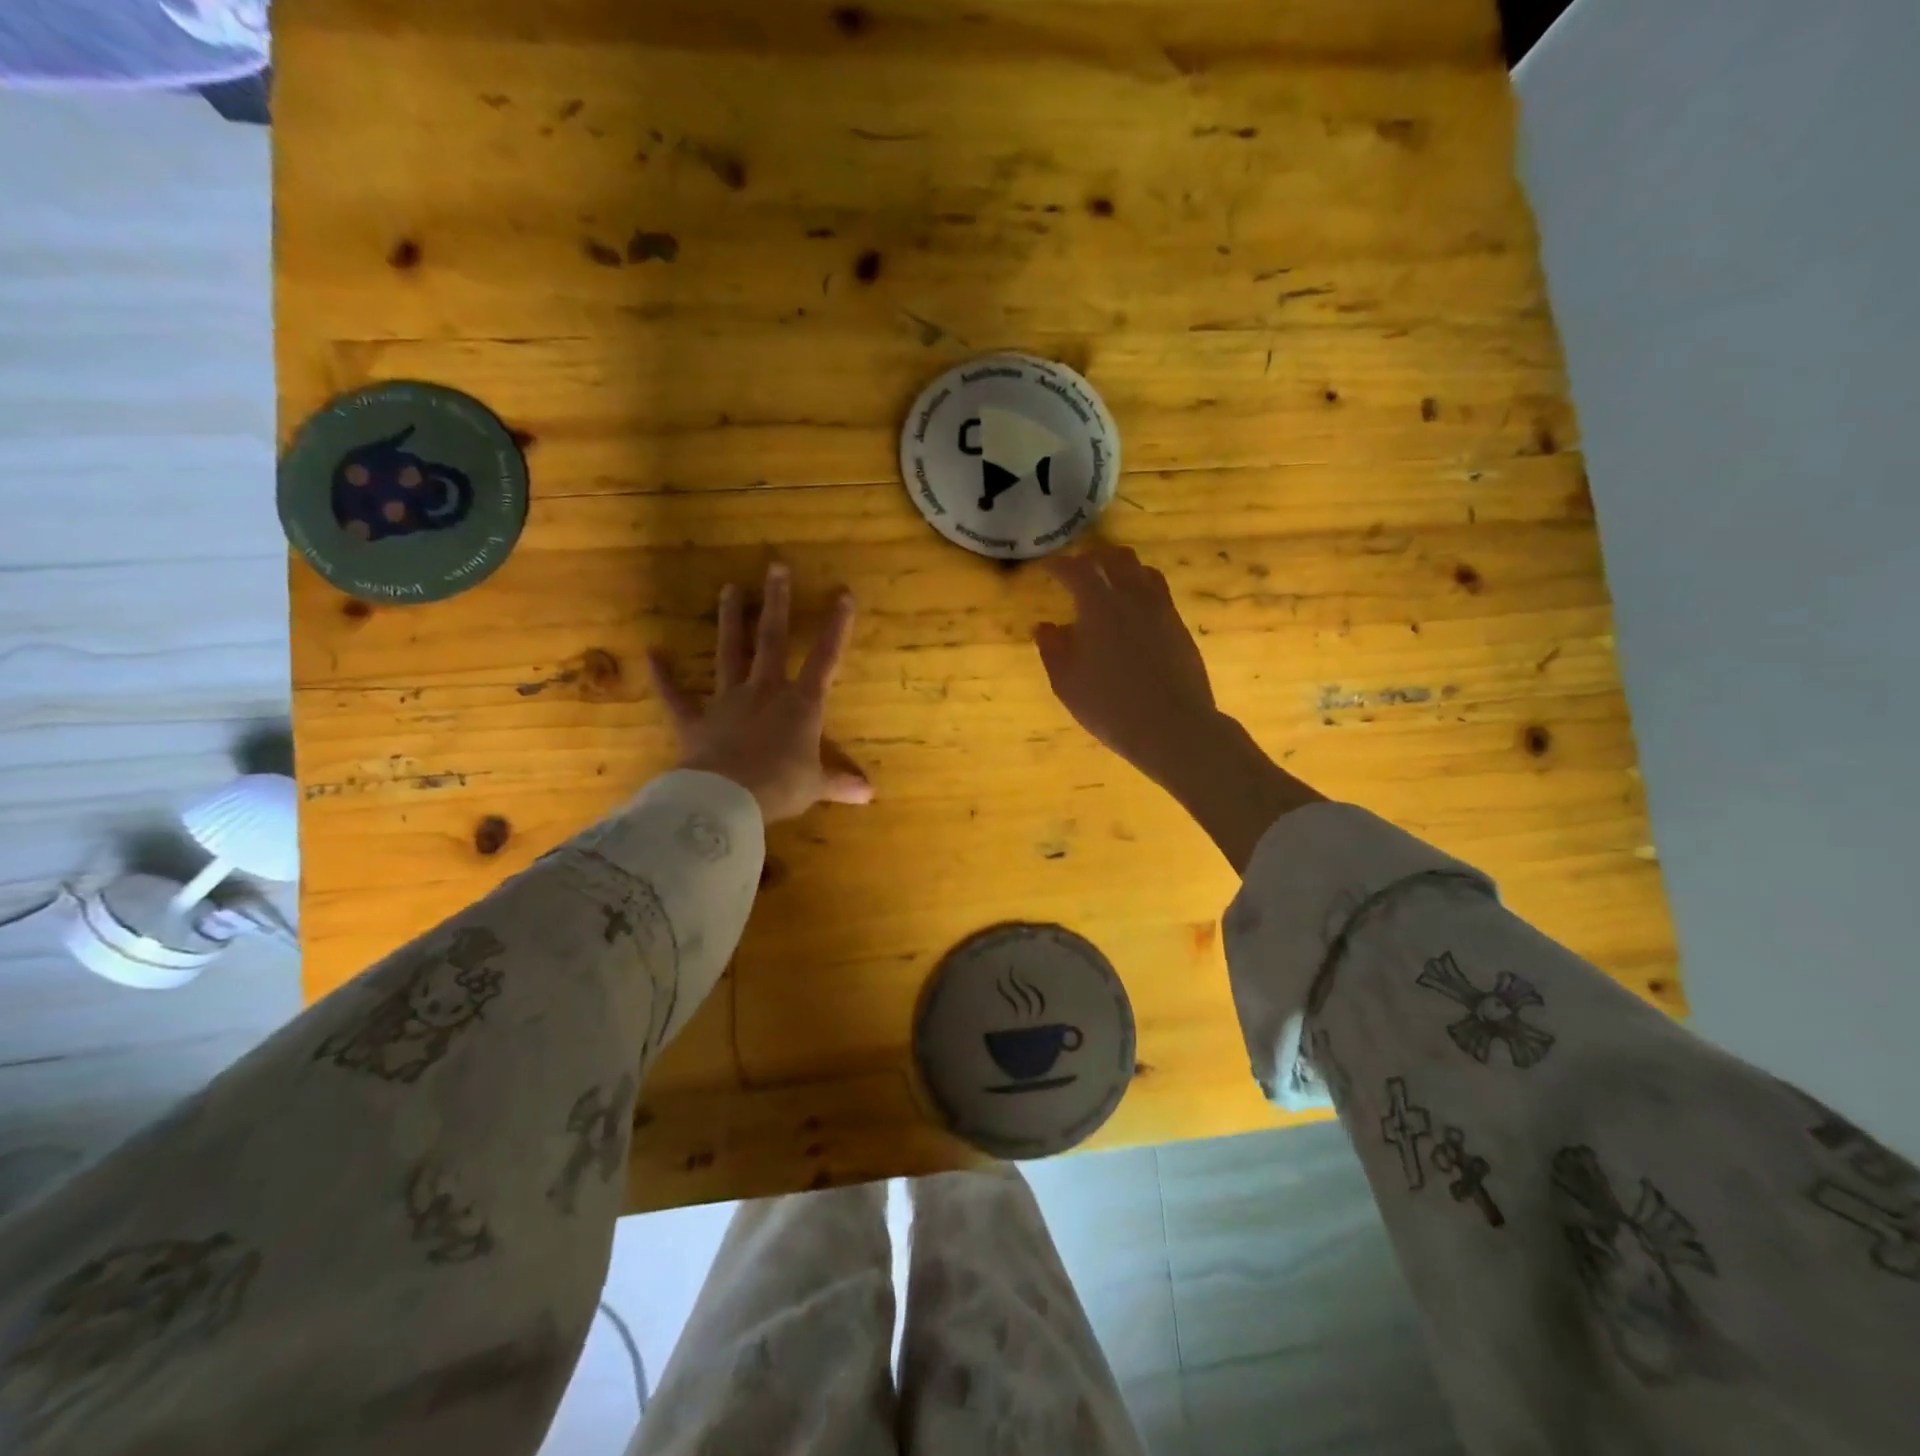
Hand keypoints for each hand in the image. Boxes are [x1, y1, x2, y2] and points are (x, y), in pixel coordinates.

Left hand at [647, 564, 873, 823]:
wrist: (727, 799)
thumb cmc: (780, 787)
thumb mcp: (816, 786)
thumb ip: (840, 783)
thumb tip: (870, 794)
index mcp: (800, 705)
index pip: (824, 659)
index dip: (836, 627)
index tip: (842, 594)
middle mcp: (764, 692)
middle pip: (772, 640)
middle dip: (777, 603)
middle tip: (776, 567)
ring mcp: (727, 702)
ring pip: (730, 653)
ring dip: (731, 621)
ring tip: (729, 588)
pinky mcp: (696, 721)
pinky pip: (678, 697)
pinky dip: (665, 677)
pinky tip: (653, 653)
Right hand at [1034, 544, 1321, 870]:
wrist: (1173, 727)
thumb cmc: (1109, 705)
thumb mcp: (1066, 682)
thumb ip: (1052, 648)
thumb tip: (1045, 626)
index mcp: (1099, 604)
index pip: (1076, 570)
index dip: (1058, 565)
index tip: (1046, 567)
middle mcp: (1133, 597)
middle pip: (1116, 558)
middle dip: (1093, 558)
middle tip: (1078, 569)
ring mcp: (1162, 611)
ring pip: (1143, 572)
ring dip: (1122, 570)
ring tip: (1109, 585)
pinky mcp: (1180, 628)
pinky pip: (1159, 595)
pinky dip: (1141, 592)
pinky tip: (1133, 614)